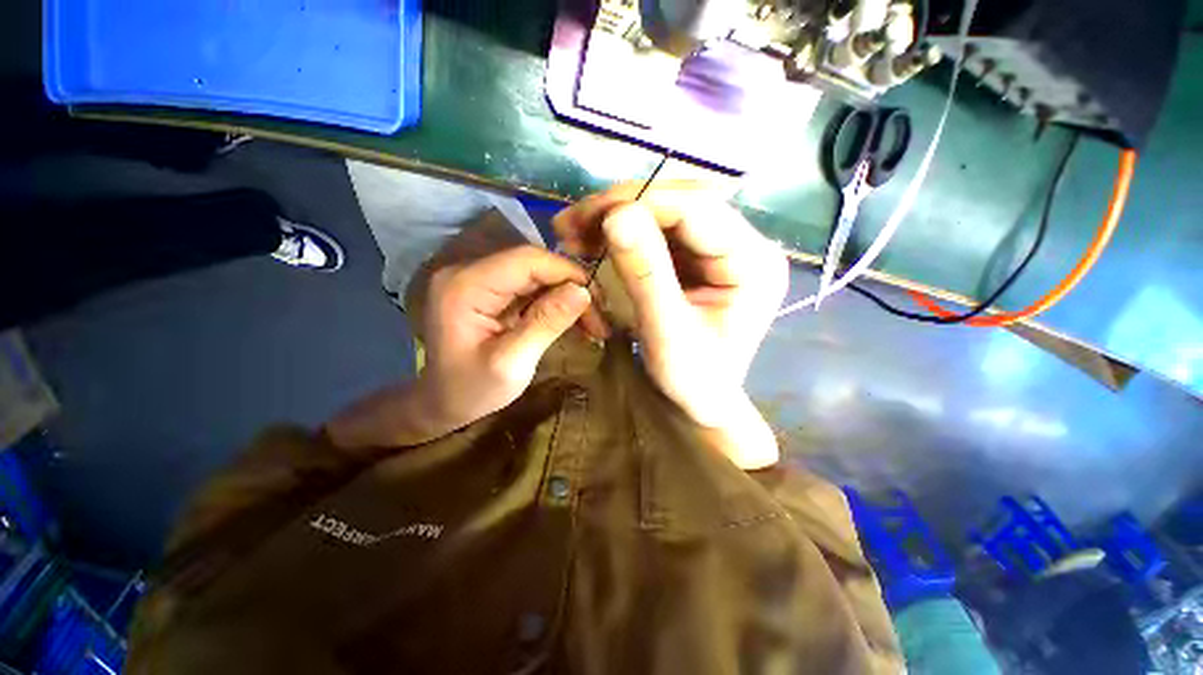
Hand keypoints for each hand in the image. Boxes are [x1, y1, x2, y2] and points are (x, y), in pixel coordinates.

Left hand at [416, 245, 602, 430]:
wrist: (444, 402)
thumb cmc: (471, 391)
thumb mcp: (512, 363)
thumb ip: (546, 323)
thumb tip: (583, 291)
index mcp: (466, 286)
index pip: (527, 259)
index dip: (567, 272)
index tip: (597, 301)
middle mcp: (469, 272)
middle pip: (534, 264)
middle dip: (572, 287)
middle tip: (600, 318)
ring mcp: (479, 279)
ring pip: (537, 275)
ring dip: (567, 295)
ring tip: (593, 323)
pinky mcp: (490, 291)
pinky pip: (531, 287)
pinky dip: (556, 302)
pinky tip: (574, 320)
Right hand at [554, 182, 787, 467]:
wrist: (700, 402)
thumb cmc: (692, 381)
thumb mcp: (666, 333)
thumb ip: (645, 274)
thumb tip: (616, 216)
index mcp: (754, 264)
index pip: (698, 210)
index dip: (642, 203)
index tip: (591, 217)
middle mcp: (745, 246)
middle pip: (682, 203)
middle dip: (624, 206)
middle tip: (575, 221)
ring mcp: (721, 249)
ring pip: (665, 212)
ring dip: (618, 216)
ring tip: (576, 229)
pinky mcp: (699, 258)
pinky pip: (658, 232)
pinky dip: (623, 233)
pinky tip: (594, 239)